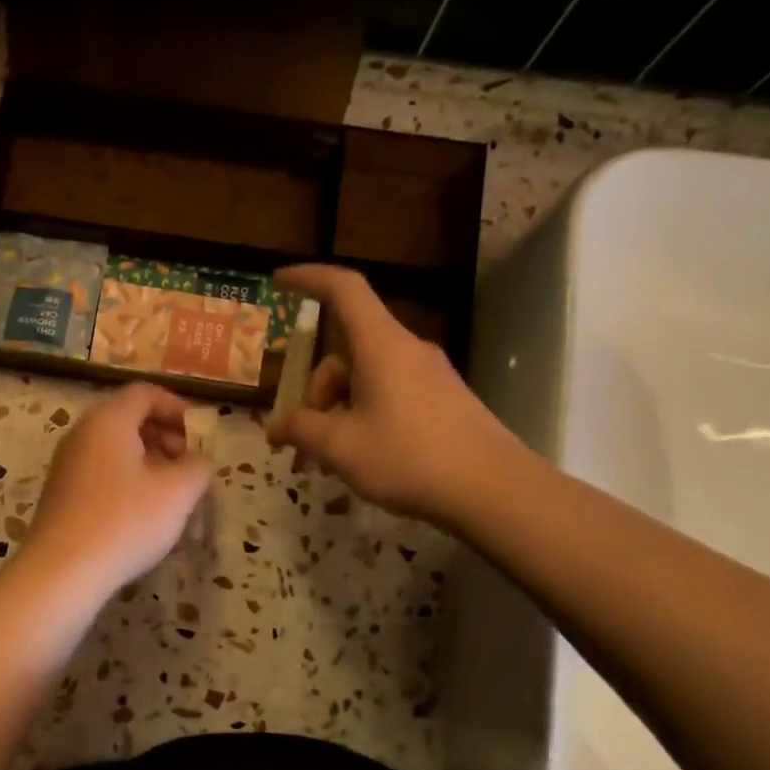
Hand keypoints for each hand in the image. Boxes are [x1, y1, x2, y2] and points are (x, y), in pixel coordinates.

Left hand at [20, 383, 212, 597]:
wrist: (61, 572)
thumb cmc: (125, 522)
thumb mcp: (177, 492)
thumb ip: (197, 466)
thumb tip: (198, 460)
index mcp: (108, 421)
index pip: (145, 393)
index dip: (178, 409)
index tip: (200, 437)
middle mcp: (83, 434)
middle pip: (130, 421)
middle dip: (167, 440)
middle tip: (189, 468)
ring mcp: (68, 465)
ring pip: (118, 452)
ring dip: (151, 467)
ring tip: (174, 499)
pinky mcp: (63, 495)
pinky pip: (104, 475)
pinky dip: (130, 484)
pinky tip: (146, 518)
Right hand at [265, 265, 525, 525]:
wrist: (493, 491)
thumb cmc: (409, 458)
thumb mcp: (340, 447)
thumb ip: (301, 429)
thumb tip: (275, 426)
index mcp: (381, 345)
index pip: (343, 289)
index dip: (308, 278)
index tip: (278, 283)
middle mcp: (406, 350)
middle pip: (346, 352)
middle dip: (317, 391)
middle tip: (305, 439)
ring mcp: (429, 376)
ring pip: (366, 379)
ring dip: (339, 412)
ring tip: (333, 461)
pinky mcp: (443, 401)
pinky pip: (390, 396)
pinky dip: (365, 419)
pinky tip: (364, 459)